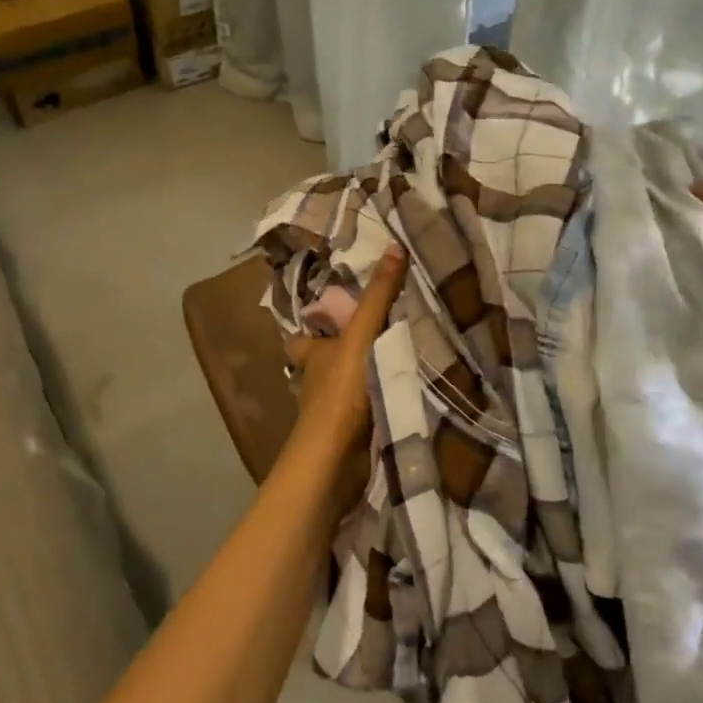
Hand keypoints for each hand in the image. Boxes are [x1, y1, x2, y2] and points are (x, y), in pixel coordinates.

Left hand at [282, 246, 408, 516]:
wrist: (338, 456)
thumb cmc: (342, 389)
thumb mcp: (363, 334)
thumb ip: (380, 296)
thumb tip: (395, 246)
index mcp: (312, 354)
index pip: (302, 338)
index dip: (310, 330)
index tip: (330, 316)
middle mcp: (316, 380)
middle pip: (323, 363)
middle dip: (340, 354)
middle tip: (374, 337)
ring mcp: (331, 411)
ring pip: (343, 388)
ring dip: (362, 378)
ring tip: (398, 361)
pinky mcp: (350, 435)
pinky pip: (364, 410)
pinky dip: (377, 402)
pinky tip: (400, 396)